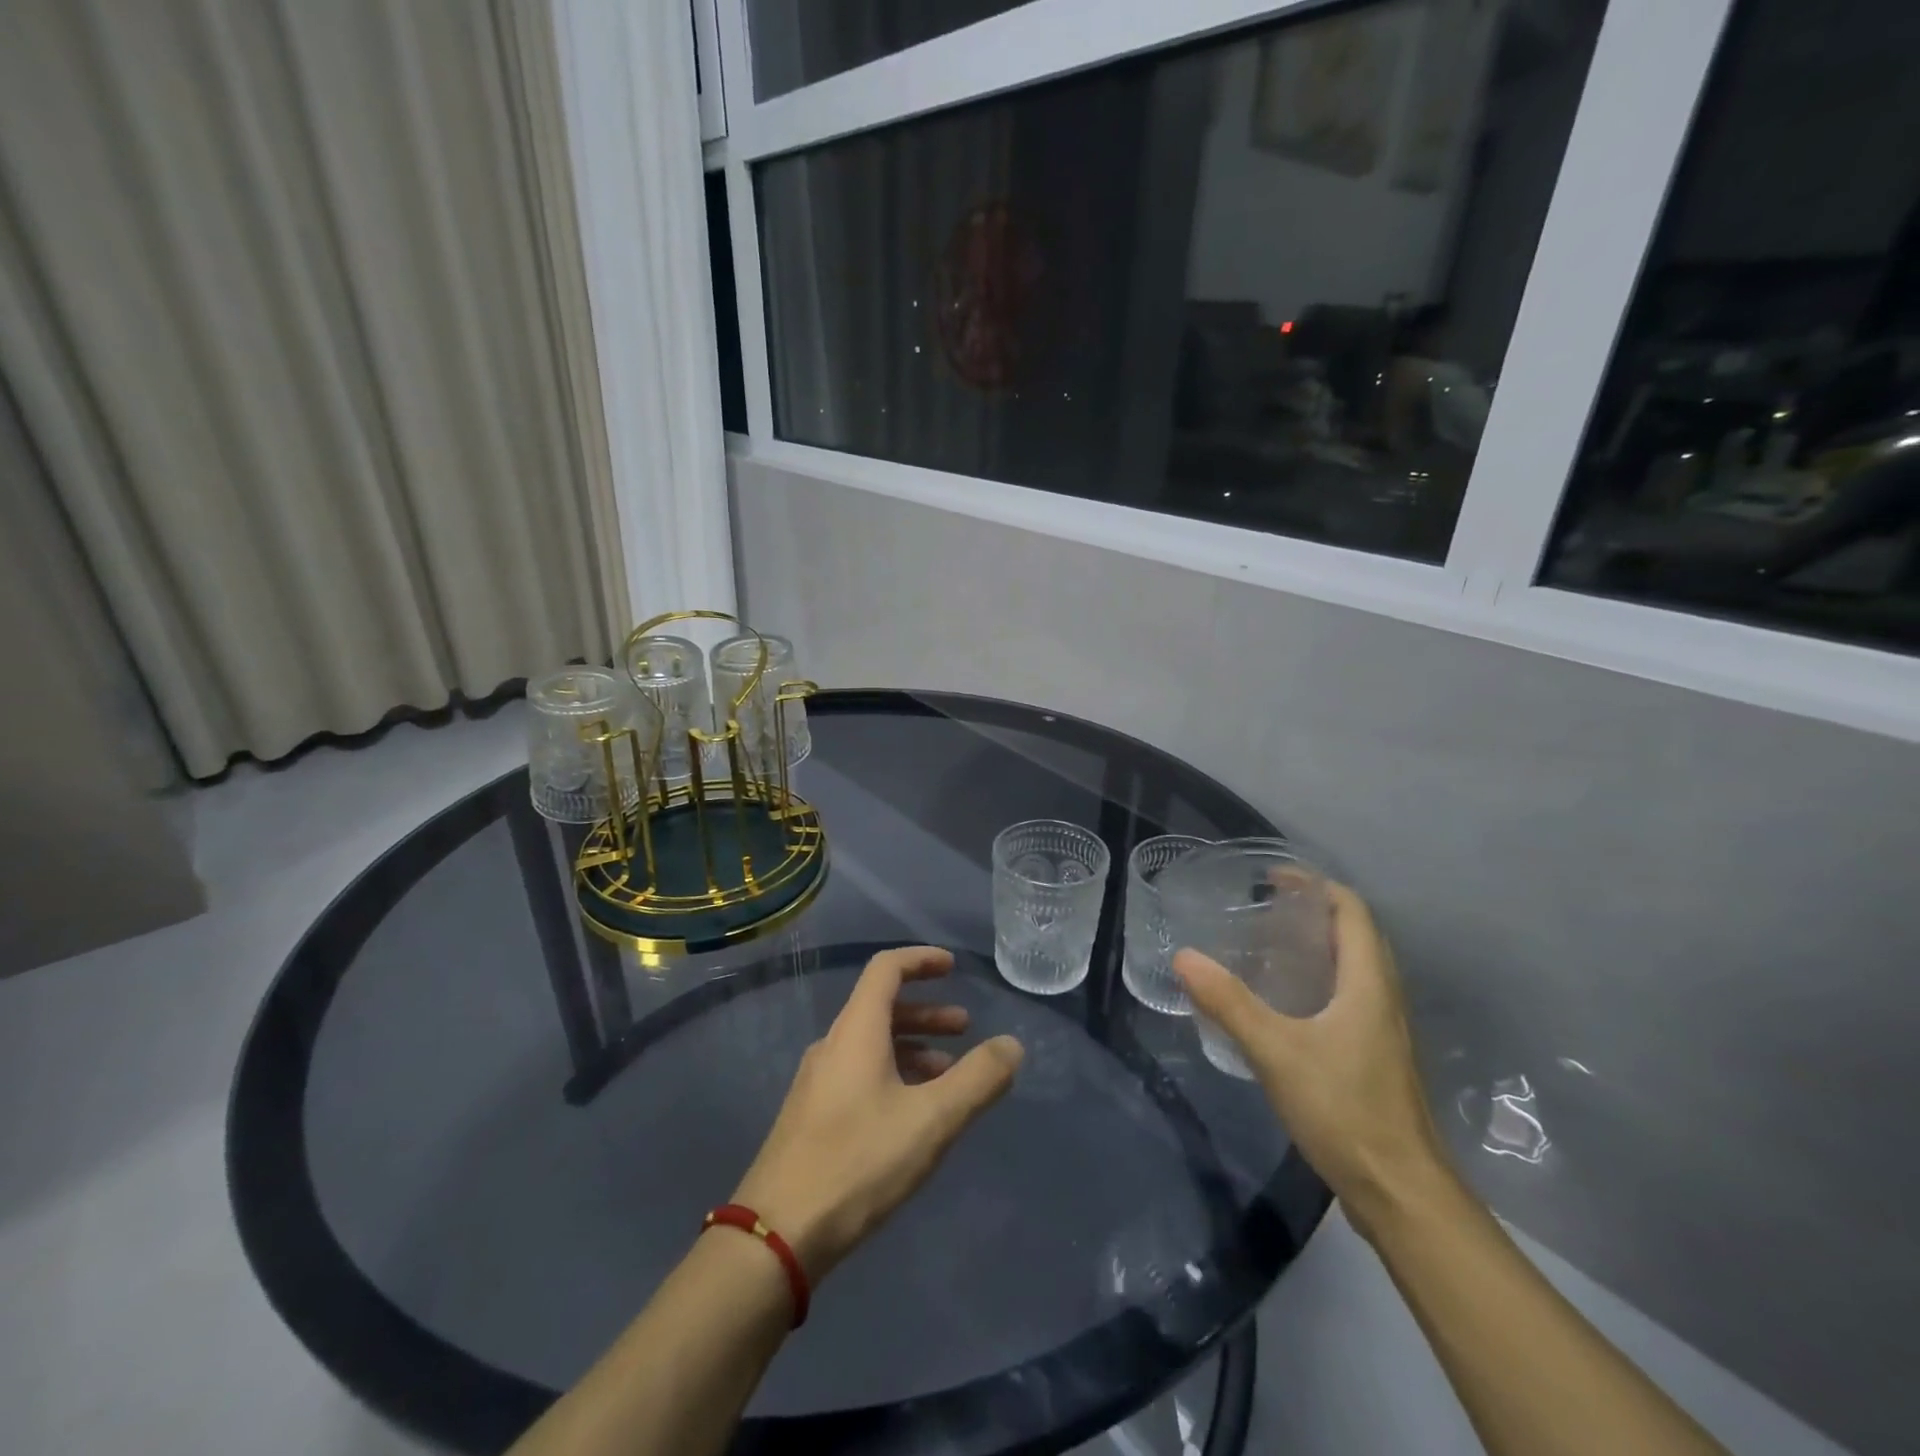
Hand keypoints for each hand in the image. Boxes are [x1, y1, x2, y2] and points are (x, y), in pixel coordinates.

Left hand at [730, 946, 1023, 1282]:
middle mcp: (832, 1045)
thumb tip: (1012, 1045)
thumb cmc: (859, 1163)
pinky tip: (912, 1113)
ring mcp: (817, 1082)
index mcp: (855, 1031)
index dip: (920, 959)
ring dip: (912, 1047)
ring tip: (948, 1074)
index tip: (952, 967)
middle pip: (881, 1007)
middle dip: (926, 1012)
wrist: (776, 1235)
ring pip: (871, 1044)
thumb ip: (977, 1079)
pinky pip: (859, 1073)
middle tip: (965, 1028)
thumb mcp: (932, 1120)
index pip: (886, 969)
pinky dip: (893, 1074)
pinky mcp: (812, 1116)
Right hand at [1173, 880, 1447, 1237]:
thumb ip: (1229, 1003)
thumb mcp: (1276, 1051)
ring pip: (1355, 968)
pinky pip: (1351, 998)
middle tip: (1263, 910)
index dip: (1315, 885)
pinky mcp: (1377, 1058)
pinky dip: (1320, 981)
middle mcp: (1384, 998)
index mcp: (1369, 983)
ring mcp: (1385, 1031)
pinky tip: (1285, 1004)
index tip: (1272, 879)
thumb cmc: (1344, 1110)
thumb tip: (1184, 957)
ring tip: (1267, 947)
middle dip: (1313, 912)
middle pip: (1356, 935)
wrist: (1402, 1194)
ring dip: (1318, 947)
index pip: (1352, 910)